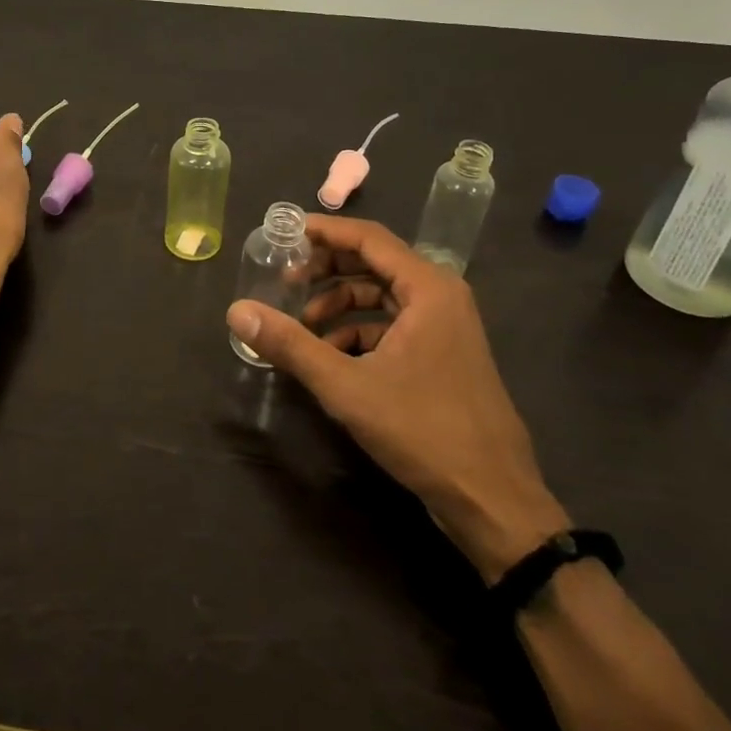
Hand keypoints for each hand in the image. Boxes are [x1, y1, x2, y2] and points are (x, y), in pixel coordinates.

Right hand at [226, 215, 567, 579]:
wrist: (493, 499)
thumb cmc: (423, 429)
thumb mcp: (346, 386)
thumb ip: (290, 345)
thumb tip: (237, 312)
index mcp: (428, 288)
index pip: (368, 238)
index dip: (323, 231)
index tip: (283, 232)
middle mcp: (441, 297)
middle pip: (374, 263)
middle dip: (326, 270)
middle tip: (284, 281)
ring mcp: (445, 327)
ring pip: (381, 297)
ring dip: (339, 305)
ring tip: (302, 328)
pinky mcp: (443, 355)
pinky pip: (393, 325)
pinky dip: (358, 333)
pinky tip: (331, 359)